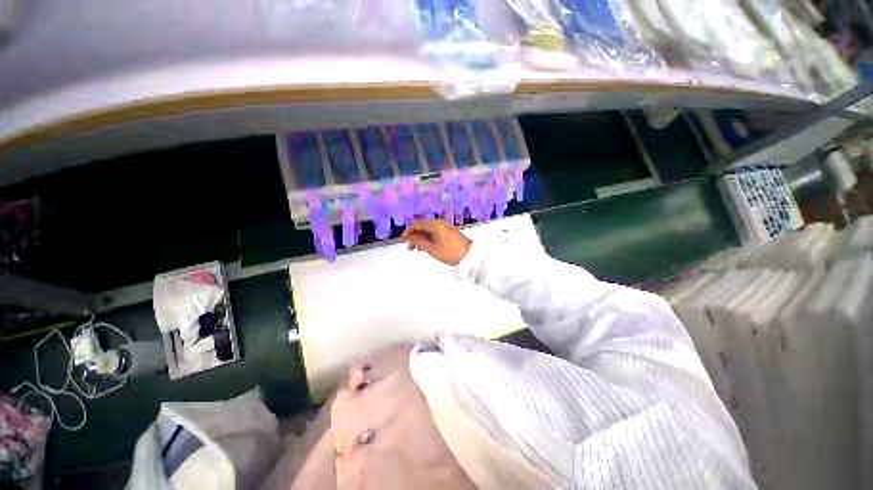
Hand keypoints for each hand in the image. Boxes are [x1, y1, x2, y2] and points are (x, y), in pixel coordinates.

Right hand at [400, 219, 470, 265]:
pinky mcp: (449, 232)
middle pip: (422, 227)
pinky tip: (425, 247)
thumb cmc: (449, 252)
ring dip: (421, 238)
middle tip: (408, 247)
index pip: (416, 224)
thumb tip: (409, 238)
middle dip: (414, 236)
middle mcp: (439, 223)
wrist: (469, 256)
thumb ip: (419, 242)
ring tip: (416, 249)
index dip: (407, 232)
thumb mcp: (432, 249)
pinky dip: (428, 239)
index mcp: (435, 224)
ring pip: (428, 231)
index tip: (401, 241)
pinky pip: (435, 233)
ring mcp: (445, 227)